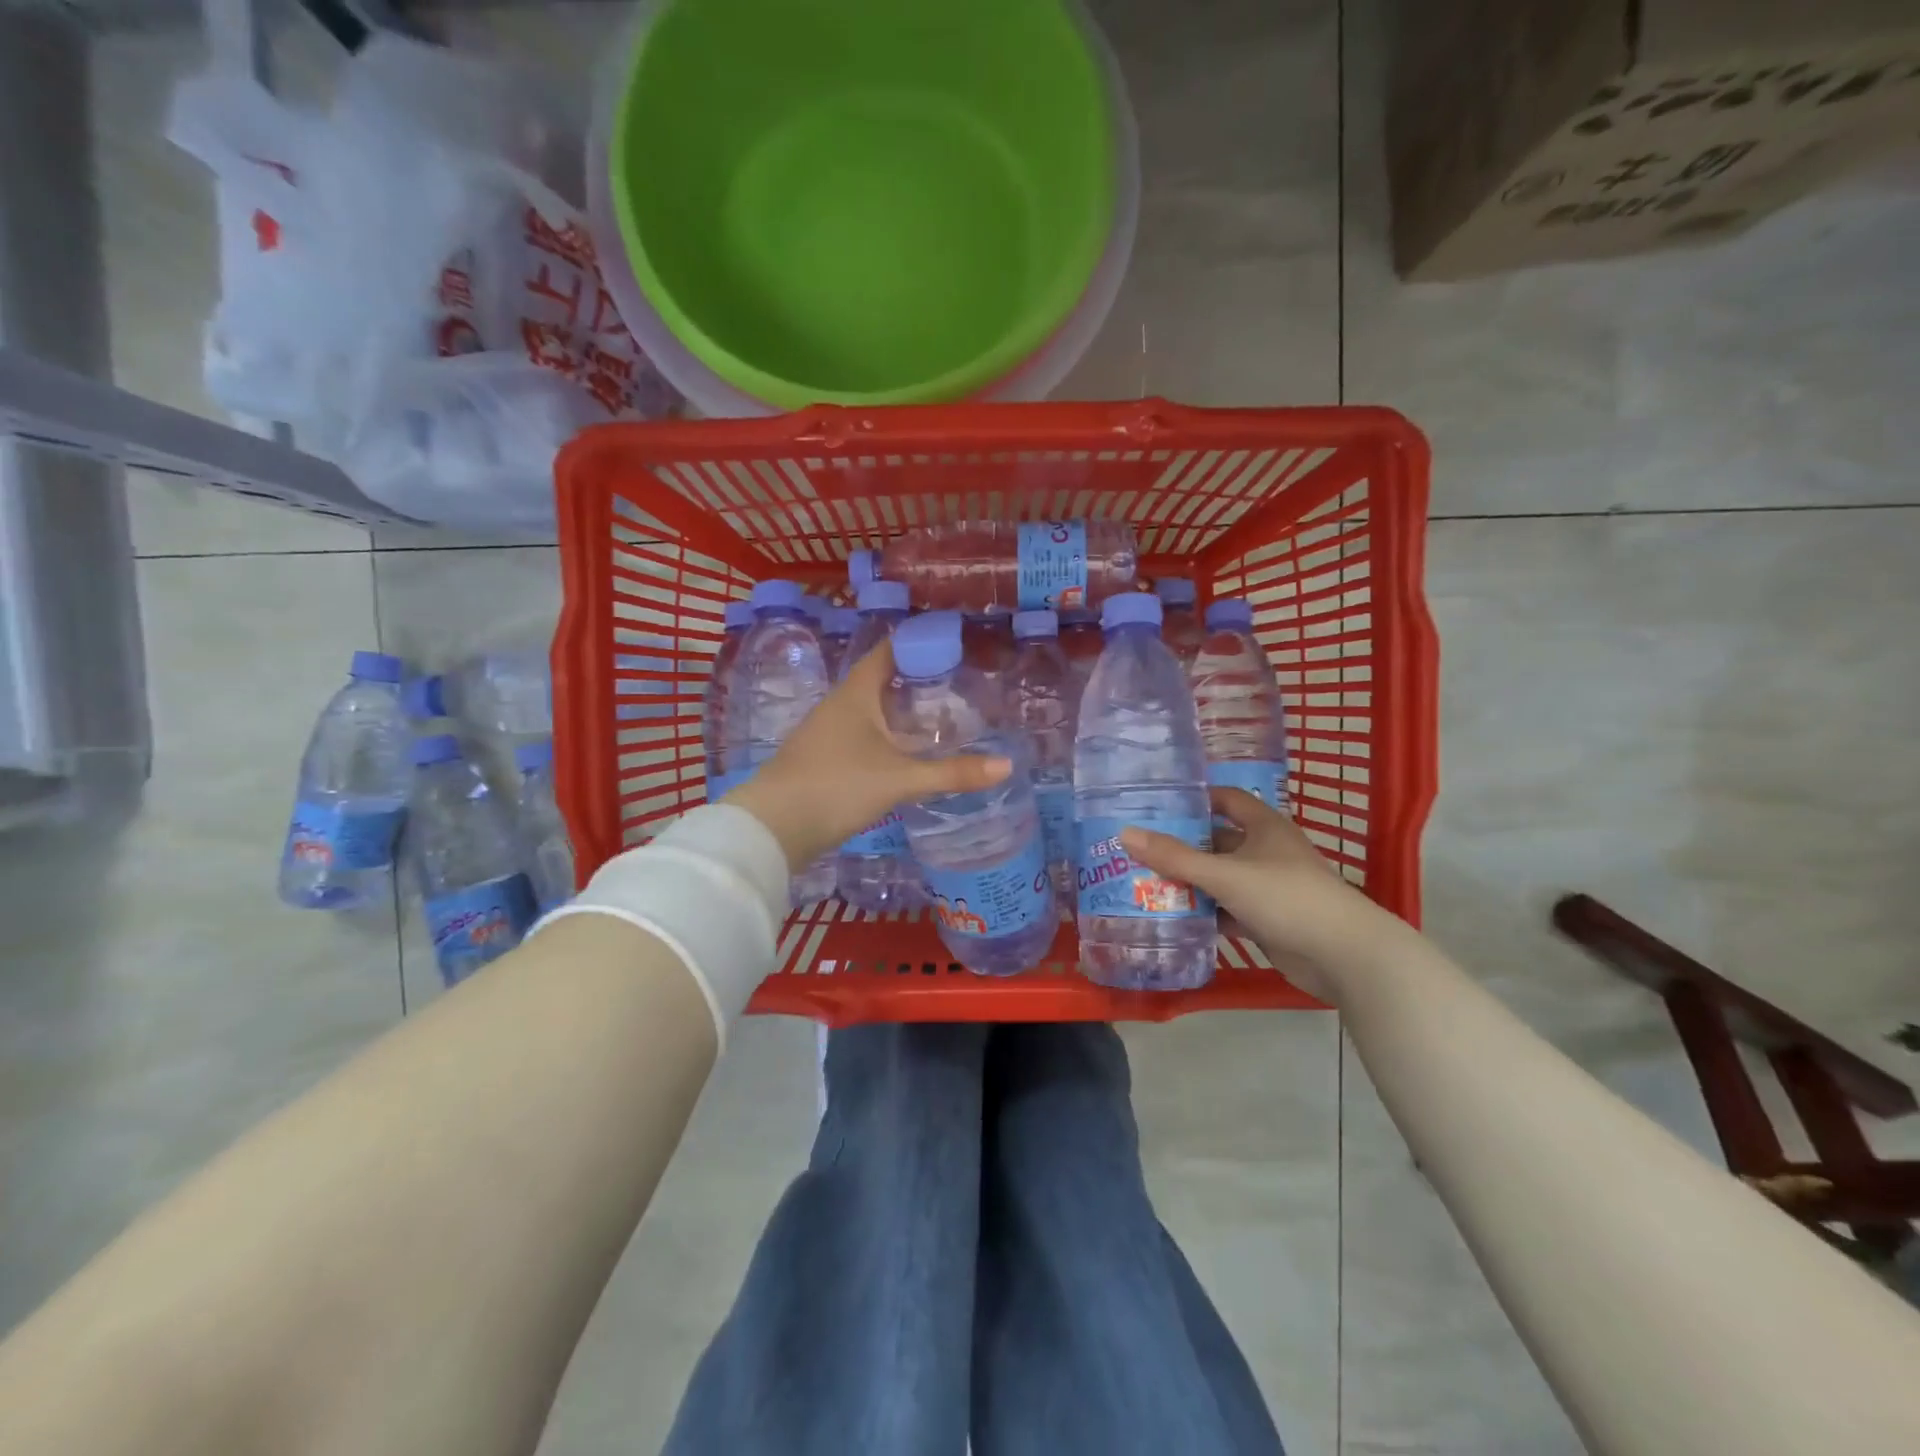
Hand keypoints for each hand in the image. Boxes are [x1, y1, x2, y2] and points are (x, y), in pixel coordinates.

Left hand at [724, 640, 1010, 869]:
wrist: (773, 828)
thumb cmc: (837, 786)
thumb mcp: (901, 779)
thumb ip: (953, 773)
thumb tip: (1007, 765)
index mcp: (855, 694)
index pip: (886, 653)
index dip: (915, 644)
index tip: (948, 643)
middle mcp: (838, 706)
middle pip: (879, 682)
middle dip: (914, 682)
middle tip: (955, 685)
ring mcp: (825, 734)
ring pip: (869, 713)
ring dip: (898, 714)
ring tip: (937, 719)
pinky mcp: (821, 761)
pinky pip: (859, 738)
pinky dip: (884, 739)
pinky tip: (903, 756)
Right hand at [1120, 790, 1379, 984]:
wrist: (1344, 956)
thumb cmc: (1287, 898)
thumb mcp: (1226, 874)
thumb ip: (1175, 857)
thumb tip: (1125, 833)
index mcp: (1264, 827)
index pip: (1227, 799)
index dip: (1196, 798)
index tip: (1158, 803)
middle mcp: (1266, 852)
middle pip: (1217, 841)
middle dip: (1181, 845)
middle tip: (1137, 846)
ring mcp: (1267, 887)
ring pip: (1219, 877)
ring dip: (1189, 881)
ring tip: (1143, 879)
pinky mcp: (1266, 919)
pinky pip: (1226, 908)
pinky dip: (1203, 911)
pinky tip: (1172, 915)